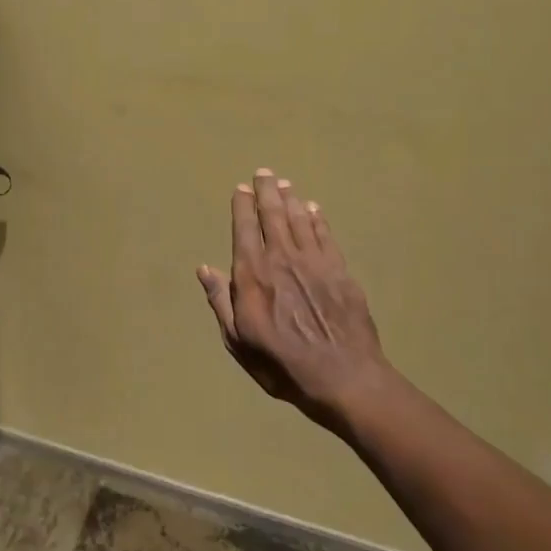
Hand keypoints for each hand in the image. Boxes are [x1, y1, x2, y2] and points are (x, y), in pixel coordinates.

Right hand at [198, 169, 397, 434]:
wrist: (345, 378)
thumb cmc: (283, 365)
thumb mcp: (239, 341)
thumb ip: (221, 301)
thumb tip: (205, 268)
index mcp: (253, 275)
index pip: (245, 229)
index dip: (242, 206)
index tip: (241, 188)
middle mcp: (283, 259)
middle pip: (273, 216)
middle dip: (267, 192)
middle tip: (264, 173)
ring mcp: (315, 263)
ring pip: (300, 221)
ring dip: (291, 200)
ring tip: (285, 184)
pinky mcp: (341, 272)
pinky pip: (326, 236)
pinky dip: (318, 220)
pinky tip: (314, 210)